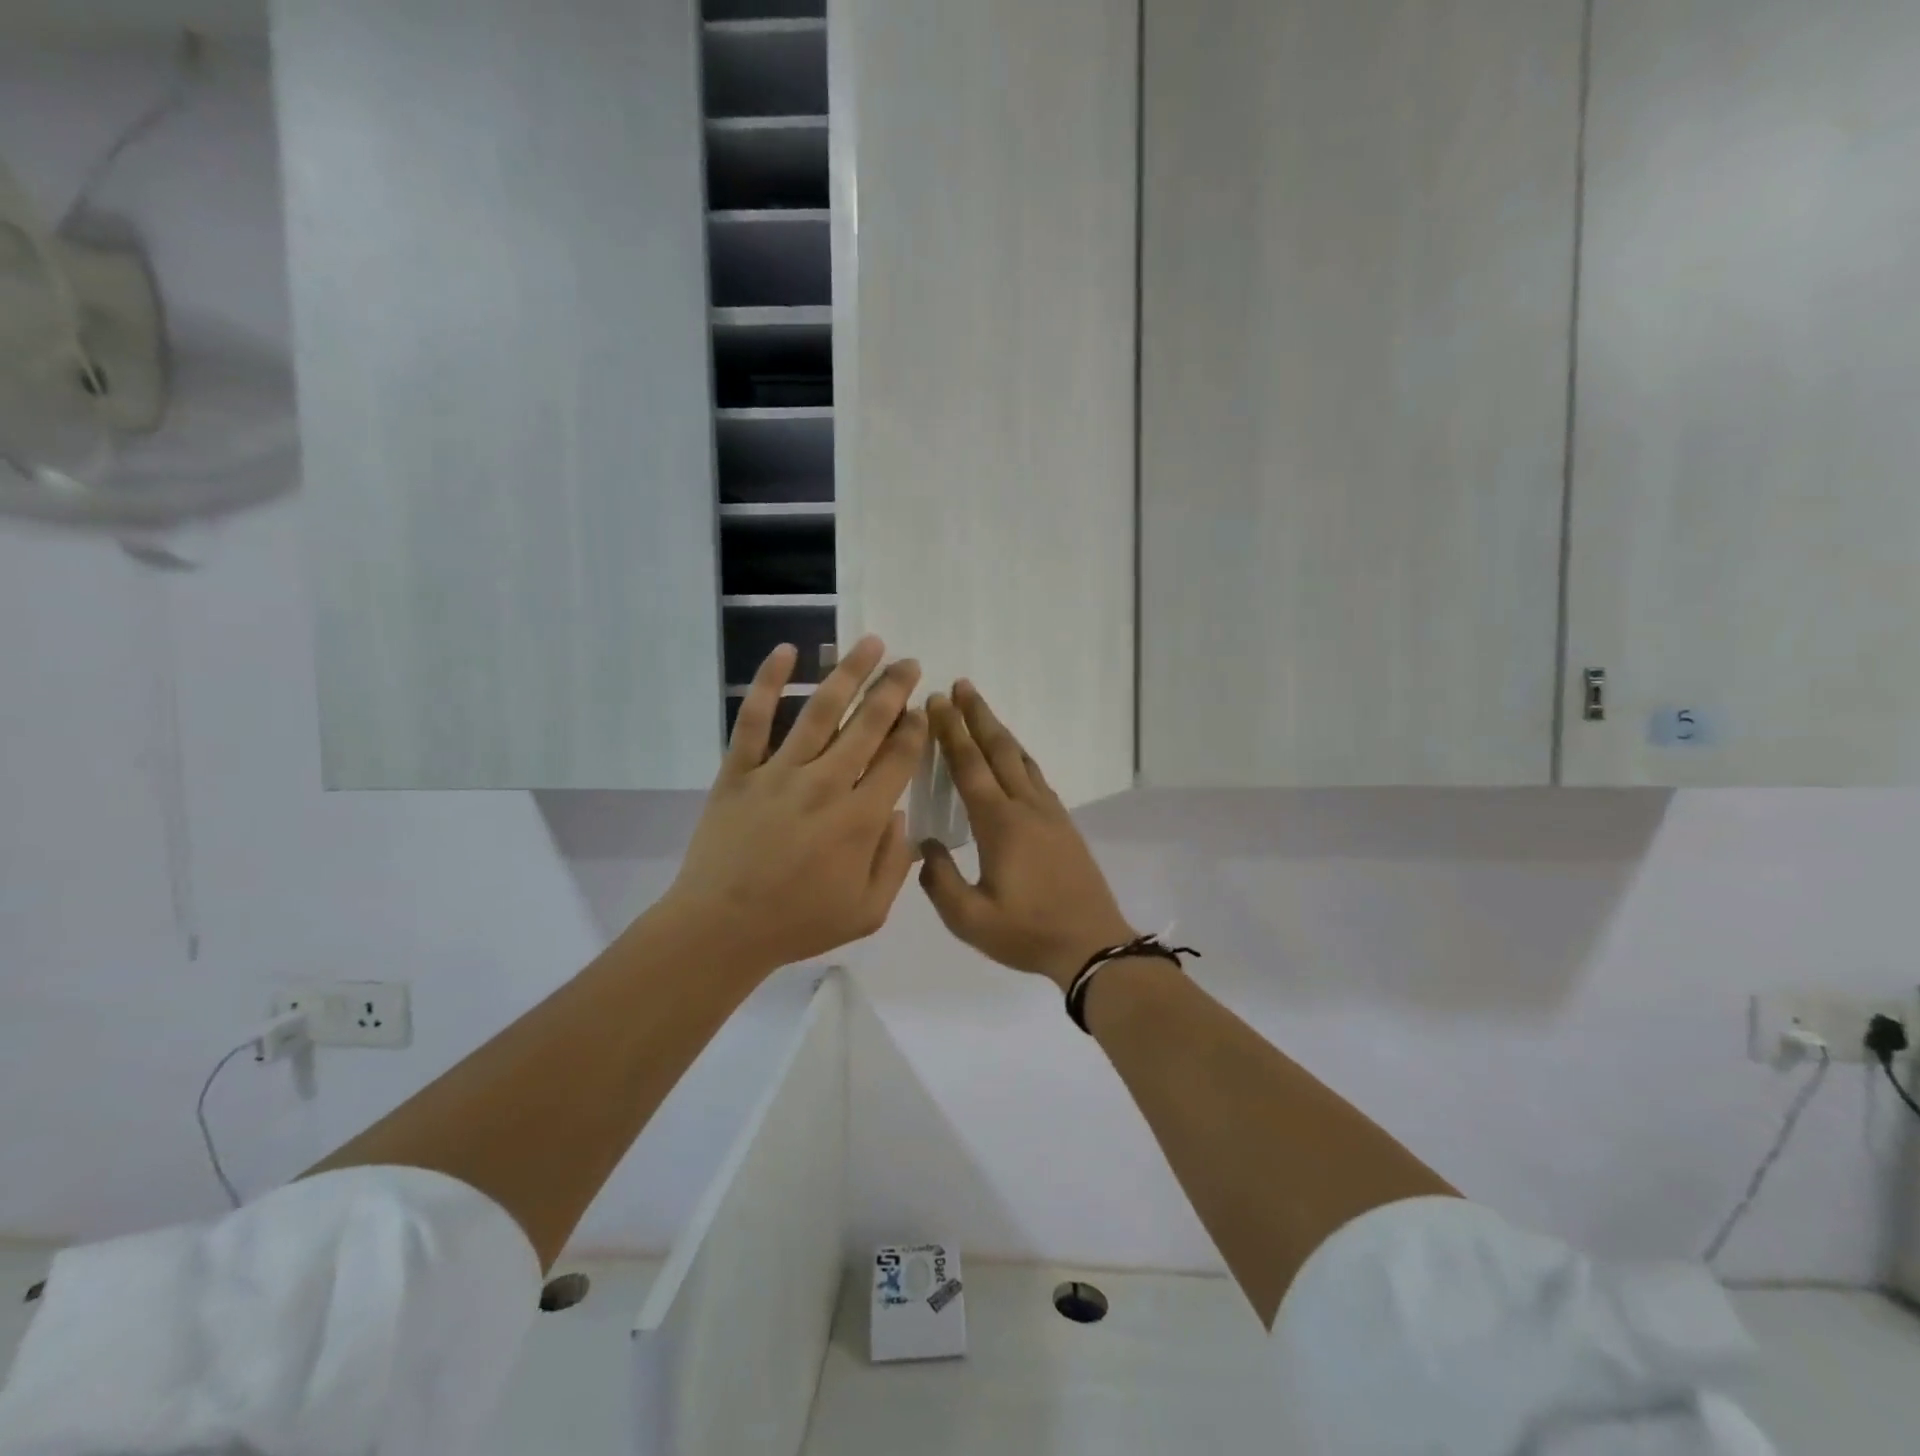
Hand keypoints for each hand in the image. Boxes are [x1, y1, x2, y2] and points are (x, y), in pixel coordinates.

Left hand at [661, 636, 925, 977]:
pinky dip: (768, 682)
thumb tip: (902, 815)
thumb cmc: (798, 923)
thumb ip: (895, 862)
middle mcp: (825, 784)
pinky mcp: (739, 771)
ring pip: (820, 711)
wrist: (721, 929)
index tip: (923, 710)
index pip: (898, 760)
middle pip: (867, 725)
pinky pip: (753, 719)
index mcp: (860, 819)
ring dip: (848, 673)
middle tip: (909, 663)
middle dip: (893, 690)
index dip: (915, 730)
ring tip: (871, 644)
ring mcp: (779, 773)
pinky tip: (786, 652)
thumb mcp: (868, 912)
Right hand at [919, 681, 1133, 989]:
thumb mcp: (969, 919)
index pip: (969, 766)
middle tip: (960, 685)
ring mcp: (1049, 813)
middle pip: (998, 750)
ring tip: (982, 710)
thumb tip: (925, 846)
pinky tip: (1013, 757)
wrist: (1092, 944)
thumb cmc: (1027, 933)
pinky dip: (1018, 755)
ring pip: (1021, 759)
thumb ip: (940, 880)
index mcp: (1000, 824)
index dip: (951, 732)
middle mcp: (1026, 807)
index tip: (936, 702)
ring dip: (999, 731)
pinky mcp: (1063, 824)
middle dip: (977, 716)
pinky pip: (1035, 776)